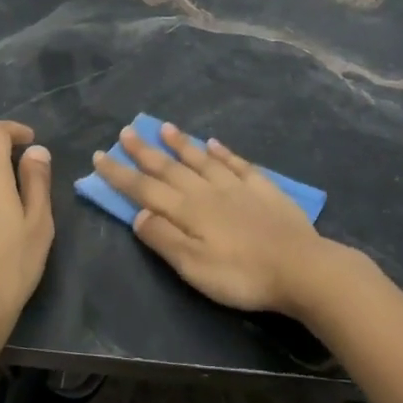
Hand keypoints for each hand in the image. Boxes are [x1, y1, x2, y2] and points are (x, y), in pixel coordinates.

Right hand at [92, 123, 334, 314]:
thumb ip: (164, 238)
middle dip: (145, 151)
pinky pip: (237, 164)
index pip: (145, 189)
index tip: (100, 157)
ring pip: (202, 159)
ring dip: (181, 144)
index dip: (121, 174)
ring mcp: (237, 187)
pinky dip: (222, 152)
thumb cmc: (242, 276)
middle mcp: (208, 191)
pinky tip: (214, 143)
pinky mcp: (263, 190)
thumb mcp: (193, 267)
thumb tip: (137, 214)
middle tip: (127, 131)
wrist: (302, 269)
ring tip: (165, 127)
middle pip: (170, 168)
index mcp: (188, 211)